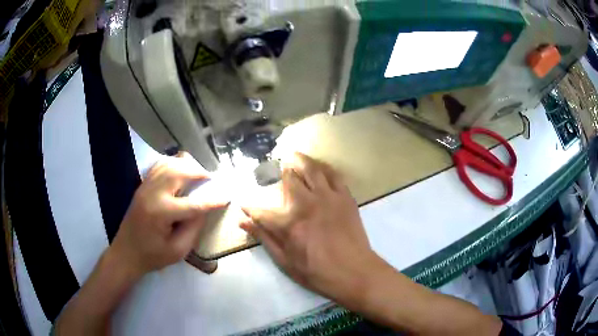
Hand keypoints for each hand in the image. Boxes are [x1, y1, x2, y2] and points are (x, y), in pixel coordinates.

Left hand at [109, 152, 226, 277]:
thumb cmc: (152, 256)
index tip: (226, 197)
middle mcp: (153, 194)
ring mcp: (145, 187)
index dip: (212, 201)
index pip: (193, 203)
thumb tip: (205, 209)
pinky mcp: (142, 186)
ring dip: (186, 165)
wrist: (126, 253)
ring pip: (168, 164)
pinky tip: (180, 169)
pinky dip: (172, 163)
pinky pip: (158, 166)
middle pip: (179, 172)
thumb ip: (193, 229)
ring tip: (198, 172)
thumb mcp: (178, 251)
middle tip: (211, 179)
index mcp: (162, 212)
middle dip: (198, 172)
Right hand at [240, 153, 379, 304]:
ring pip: (310, 169)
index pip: (261, 211)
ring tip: (292, 156)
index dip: (250, 208)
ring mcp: (328, 198)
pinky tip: (318, 167)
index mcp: (289, 224)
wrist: (355, 272)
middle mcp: (306, 204)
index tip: (244, 205)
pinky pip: (333, 174)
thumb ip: (264, 238)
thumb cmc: (317, 272)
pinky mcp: (345, 197)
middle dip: (277, 173)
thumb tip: (243, 222)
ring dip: (299, 160)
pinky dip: (323, 168)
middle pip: (288, 179)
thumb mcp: (285, 261)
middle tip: (273, 169)